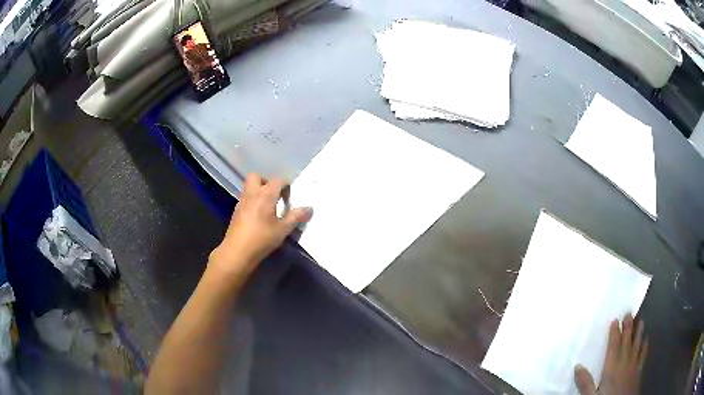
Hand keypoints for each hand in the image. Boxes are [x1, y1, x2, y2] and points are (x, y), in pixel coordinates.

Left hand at [208, 173, 312, 278]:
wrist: (237, 252)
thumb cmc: (262, 239)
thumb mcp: (283, 229)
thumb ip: (296, 217)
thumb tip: (310, 209)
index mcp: (265, 195)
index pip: (278, 180)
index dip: (286, 186)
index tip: (290, 198)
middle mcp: (252, 194)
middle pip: (256, 176)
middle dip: (266, 181)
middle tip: (275, 195)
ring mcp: (242, 202)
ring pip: (249, 187)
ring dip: (258, 191)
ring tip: (268, 206)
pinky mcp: (236, 211)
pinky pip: (245, 198)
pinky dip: (252, 201)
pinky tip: (258, 216)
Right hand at [574, 314, 647, 394]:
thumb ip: (585, 382)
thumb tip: (577, 366)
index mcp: (612, 366)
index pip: (613, 346)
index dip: (614, 332)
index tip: (615, 319)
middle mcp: (625, 361)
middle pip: (626, 341)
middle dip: (628, 326)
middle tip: (629, 312)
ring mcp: (634, 364)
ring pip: (637, 343)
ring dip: (638, 331)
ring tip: (640, 319)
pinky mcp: (639, 369)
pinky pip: (643, 353)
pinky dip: (645, 344)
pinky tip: (646, 338)